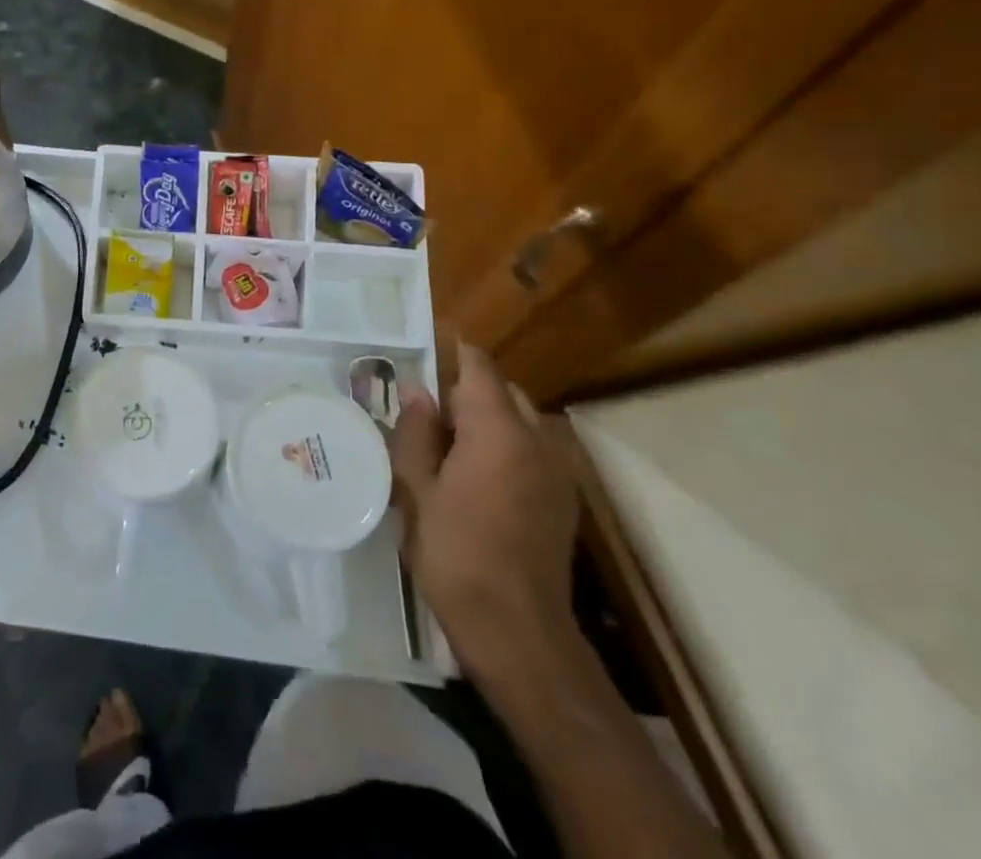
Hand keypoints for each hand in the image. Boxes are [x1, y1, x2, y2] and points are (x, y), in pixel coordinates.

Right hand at [390, 343, 578, 683]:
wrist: (519, 633)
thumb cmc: (457, 554)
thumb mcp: (418, 489)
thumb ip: (416, 433)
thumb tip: (417, 391)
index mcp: (498, 431)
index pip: (479, 367)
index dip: (453, 350)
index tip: (424, 346)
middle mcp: (536, 441)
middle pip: (502, 392)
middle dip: (467, 391)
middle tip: (426, 412)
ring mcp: (557, 473)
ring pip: (520, 422)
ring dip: (487, 421)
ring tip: (448, 446)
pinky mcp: (563, 502)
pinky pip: (532, 452)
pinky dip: (506, 448)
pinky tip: (477, 479)